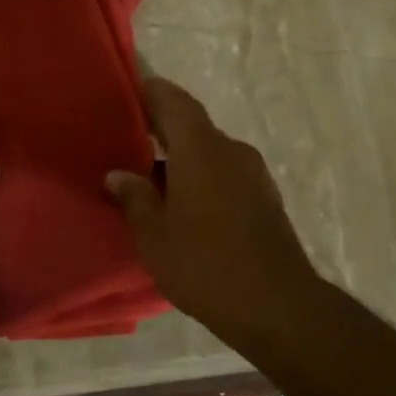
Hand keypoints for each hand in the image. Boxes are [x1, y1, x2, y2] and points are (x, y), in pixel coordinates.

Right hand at [106, 78, 320, 344]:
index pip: (174, 101)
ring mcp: (253, 174)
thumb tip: (119, 174)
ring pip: (208, 152)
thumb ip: (135, 198)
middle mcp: (230, 150)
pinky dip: (200, 177)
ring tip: (147, 179)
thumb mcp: (155, 236)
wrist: (276, 305)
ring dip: (181, 158)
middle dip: (160, 128)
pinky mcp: (264, 197)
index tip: (127, 90)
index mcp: (201, 149)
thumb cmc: (205, 265)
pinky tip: (181, 204)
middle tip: (125, 138)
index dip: (150, 91)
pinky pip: (224, 173)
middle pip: (192, 126)